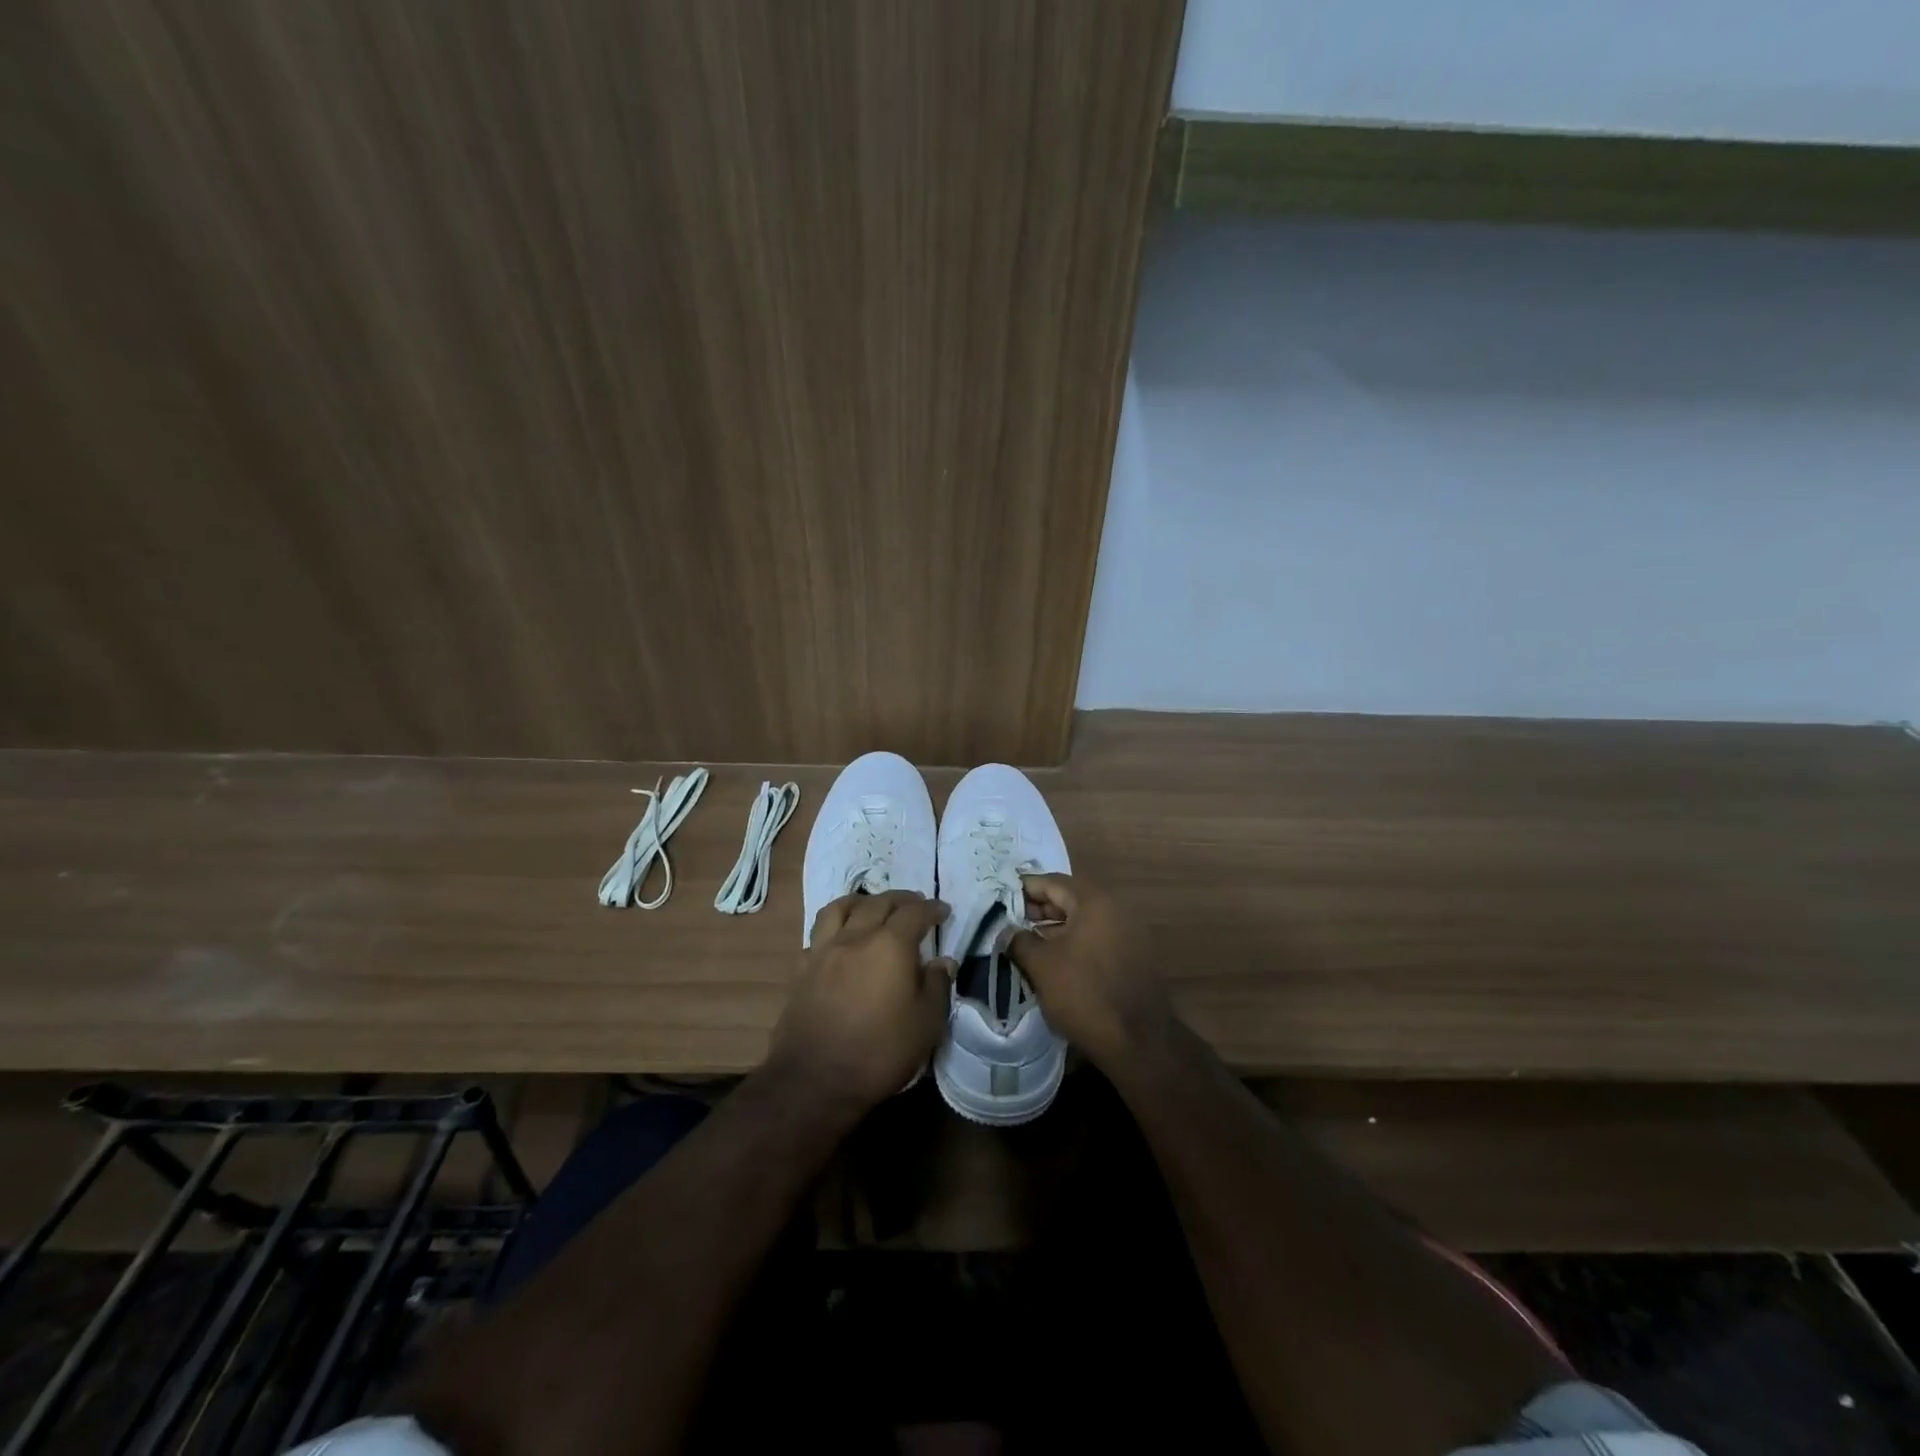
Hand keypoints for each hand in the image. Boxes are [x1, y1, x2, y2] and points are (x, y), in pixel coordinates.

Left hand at [769, 890, 952, 1108]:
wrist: (815, 1080)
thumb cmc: (880, 1051)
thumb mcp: (926, 1023)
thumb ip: (936, 986)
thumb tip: (943, 962)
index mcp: (890, 945)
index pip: (914, 913)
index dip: (931, 908)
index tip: (943, 911)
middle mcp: (855, 937)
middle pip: (878, 903)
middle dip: (900, 900)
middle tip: (914, 904)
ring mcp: (824, 951)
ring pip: (840, 908)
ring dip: (861, 902)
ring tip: (871, 906)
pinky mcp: (801, 970)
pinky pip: (818, 935)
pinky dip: (834, 928)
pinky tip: (839, 940)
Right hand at [1007, 874, 1166, 1067]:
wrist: (1138, 1041)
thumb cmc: (1084, 994)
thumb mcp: (1041, 965)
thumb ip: (1019, 940)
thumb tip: (1006, 929)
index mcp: (1094, 901)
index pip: (1052, 881)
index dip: (1023, 888)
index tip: (999, 897)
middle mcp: (1115, 908)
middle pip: (1069, 897)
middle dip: (1038, 908)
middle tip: (1009, 920)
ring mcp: (1127, 932)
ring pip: (1082, 919)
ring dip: (1054, 926)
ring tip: (1026, 941)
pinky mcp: (1132, 955)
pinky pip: (1095, 937)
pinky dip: (1073, 941)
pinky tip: (1053, 958)